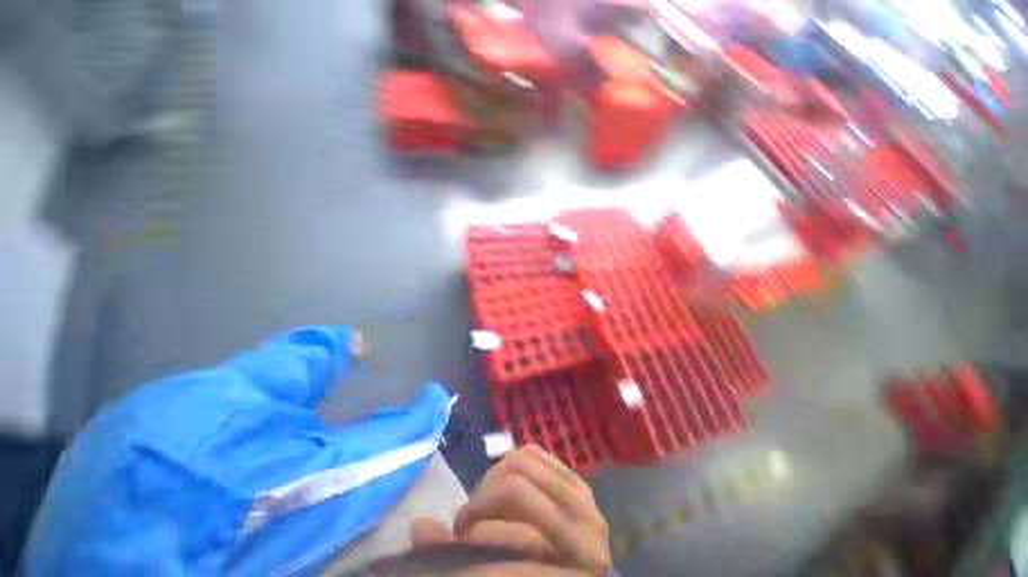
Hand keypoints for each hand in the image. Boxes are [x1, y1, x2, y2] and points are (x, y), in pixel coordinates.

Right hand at [411, 446, 610, 574]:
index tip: (458, 531)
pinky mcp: (580, 483)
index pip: (511, 514)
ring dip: (495, 478)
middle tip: (469, 518)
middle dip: (482, 498)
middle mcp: (584, 523)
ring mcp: (584, 499)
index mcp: (570, 555)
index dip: (477, 517)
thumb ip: (463, 557)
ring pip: (524, 460)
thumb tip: (418, 525)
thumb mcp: (504, 573)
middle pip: (514, 483)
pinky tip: (508, 479)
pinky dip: (515, 461)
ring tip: (489, 500)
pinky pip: (538, 453)